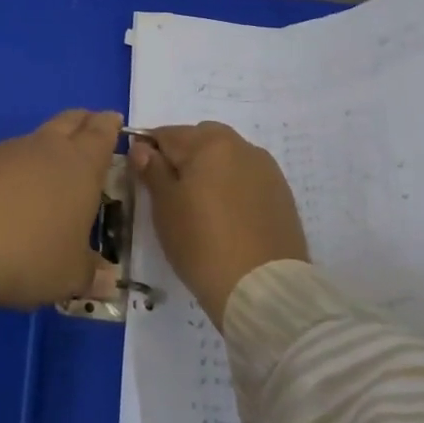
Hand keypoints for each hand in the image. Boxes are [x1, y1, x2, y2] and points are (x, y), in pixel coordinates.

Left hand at [0, 109, 121, 309]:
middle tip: (90, 128)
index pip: (102, 132)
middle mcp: (48, 148)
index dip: (109, 126)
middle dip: (83, 122)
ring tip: (50, 169)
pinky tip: (11, 190)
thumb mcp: (68, 274)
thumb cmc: (31, 253)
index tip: (114, 121)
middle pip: (70, 121)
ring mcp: (9, 151)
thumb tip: (108, 280)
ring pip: (36, 138)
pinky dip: (15, 166)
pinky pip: (6, 157)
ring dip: (47, 147)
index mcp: (81, 165)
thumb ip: (91, 274)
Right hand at [131, 122, 307, 327]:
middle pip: (201, 139)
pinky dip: (232, 187)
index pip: (167, 134)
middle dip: (183, 156)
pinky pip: (247, 178)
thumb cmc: (201, 243)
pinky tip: (226, 215)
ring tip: (200, 206)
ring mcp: (266, 170)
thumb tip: (142, 148)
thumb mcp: (165, 207)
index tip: (141, 175)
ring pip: (227, 158)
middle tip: (171, 192)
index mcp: (209, 142)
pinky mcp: (282, 194)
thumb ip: (152, 170)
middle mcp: (241, 146)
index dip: (148, 151)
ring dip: (210, 170)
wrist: (262, 288)